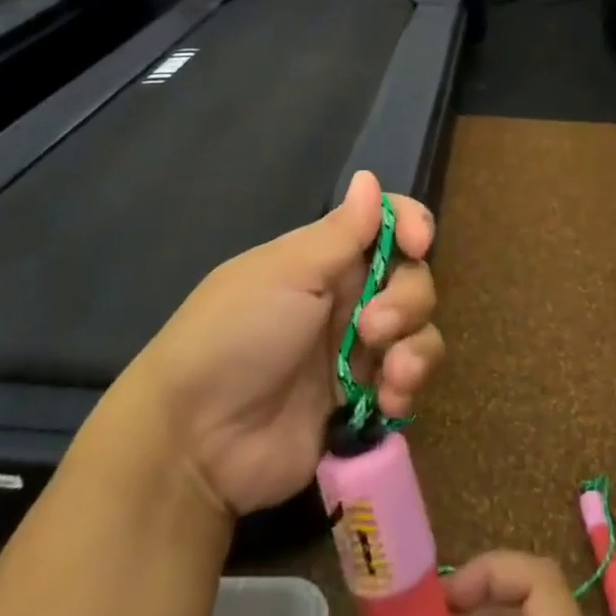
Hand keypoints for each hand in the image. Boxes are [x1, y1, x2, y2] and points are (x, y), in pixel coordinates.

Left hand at [121, 170, 442, 516]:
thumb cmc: (238, 335)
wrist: (197, 438)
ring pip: (418, 331)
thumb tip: (369, 176)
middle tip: (373, 328)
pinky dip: (407, 388)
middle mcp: (345, 298)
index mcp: (323, 259)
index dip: (409, 225)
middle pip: (411, 278)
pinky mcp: (363, 401)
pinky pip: (408, 382)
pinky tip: (388, 404)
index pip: (383, 225)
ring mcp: (356, 352)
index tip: (417, 244)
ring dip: (416, 348)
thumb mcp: (287, 273)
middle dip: (408, 299)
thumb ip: (340, 231)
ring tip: (391, 376)